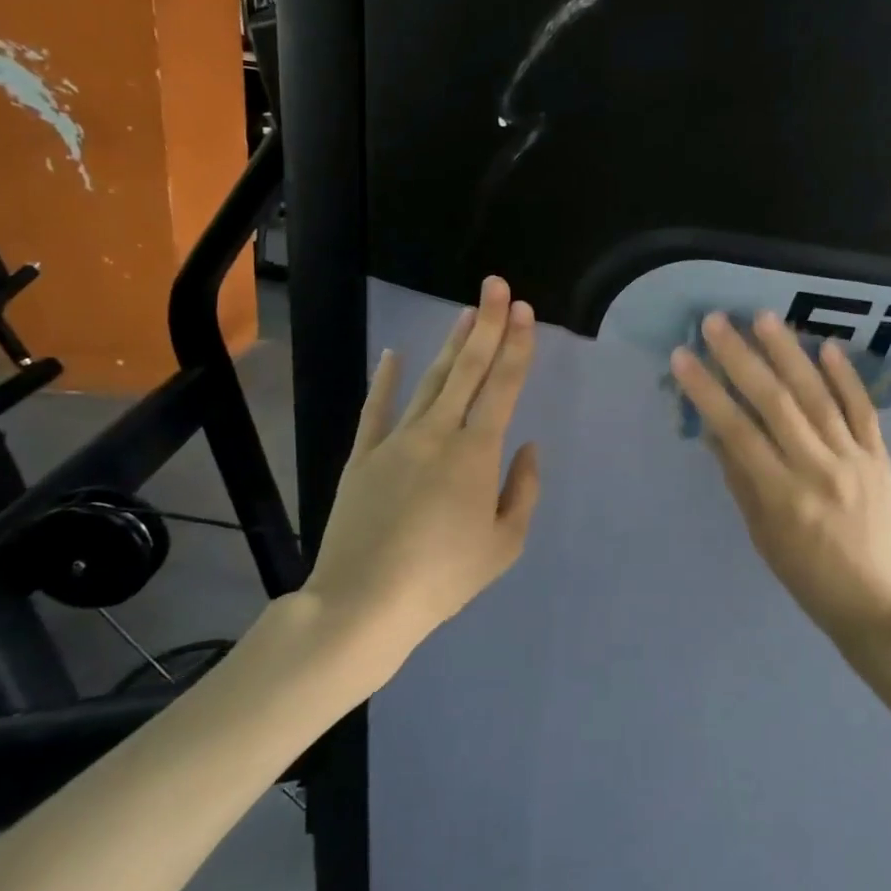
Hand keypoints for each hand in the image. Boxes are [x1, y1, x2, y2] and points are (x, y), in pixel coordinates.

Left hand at [303, 277, 541, 660]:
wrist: (363, 604)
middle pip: (467, 369)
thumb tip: (528, 448)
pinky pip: (375, 410)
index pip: (503, 386)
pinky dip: (385, 380)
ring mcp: (396, 441)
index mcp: (476, 452)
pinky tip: (393, 353)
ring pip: (429, 381)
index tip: (523, 310)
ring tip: (464, 312)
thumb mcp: (505, 545)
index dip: (516, 345)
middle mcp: (438, 433)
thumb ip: (523, 491)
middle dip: (486, 325)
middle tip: (496, 286)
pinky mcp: (362, 457)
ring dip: (449, 344)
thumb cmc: (444, 577)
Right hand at [670, 310, 890, 646]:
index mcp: (782, 496)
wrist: (877, 602)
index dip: (708, 391)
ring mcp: (855, 460)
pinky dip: (845, 376)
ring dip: (790, 353)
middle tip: (717, 321)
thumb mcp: (761, 533)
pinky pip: (863, 410)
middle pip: (776, 404)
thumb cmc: (806, 575)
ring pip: (819, 397)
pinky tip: (827, 345)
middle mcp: (819, 470)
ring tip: (765, 317)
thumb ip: (739, 477)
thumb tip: (715, 426)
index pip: (738, 432)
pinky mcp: (881, 457)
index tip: (683, 357)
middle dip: (742, 358)